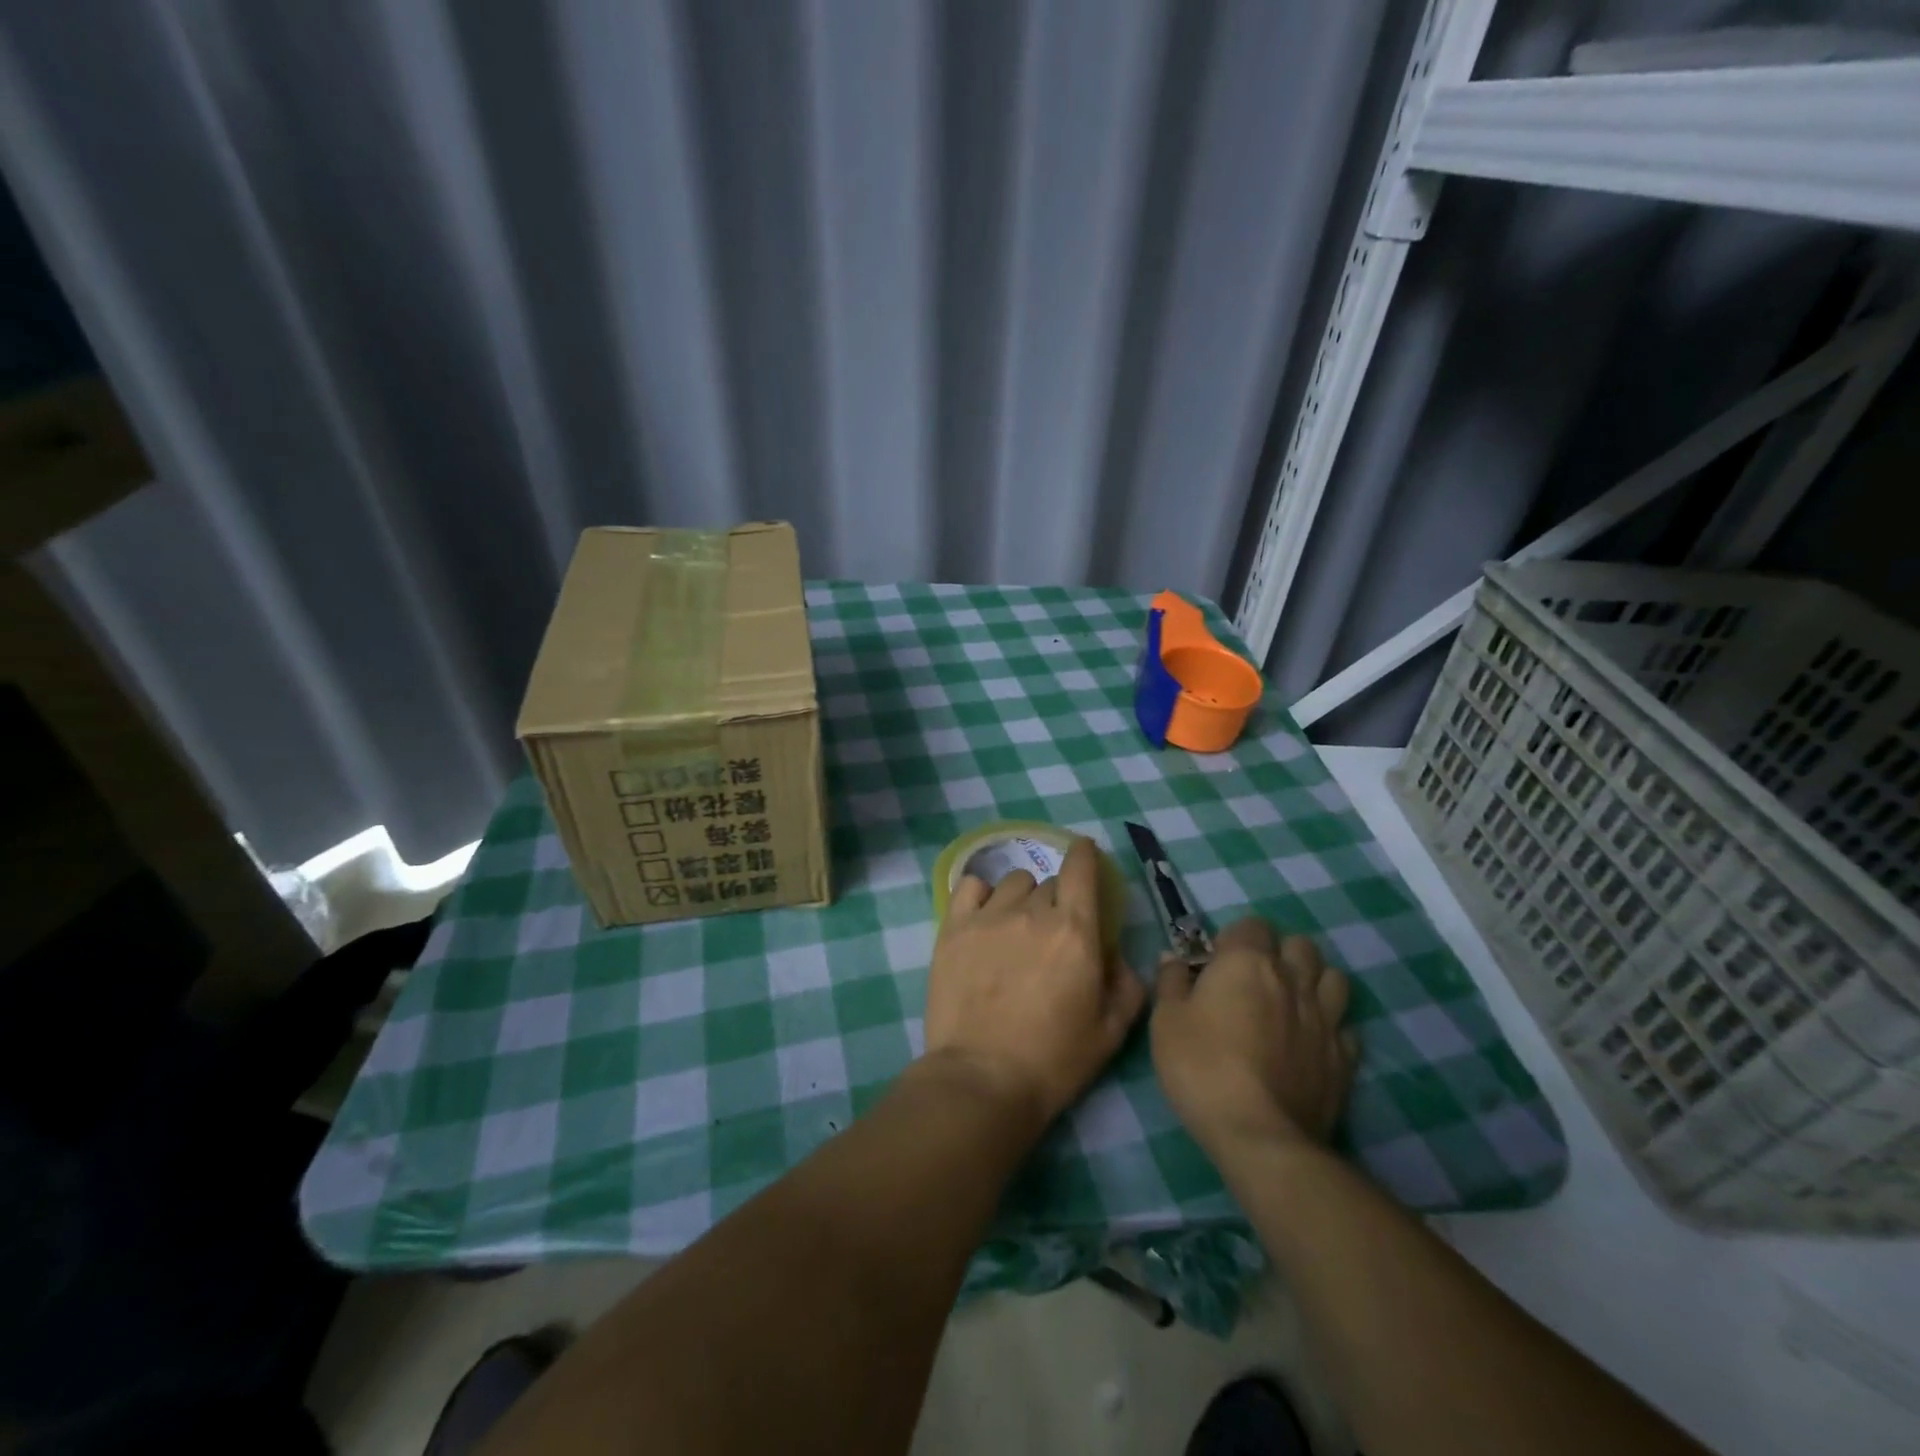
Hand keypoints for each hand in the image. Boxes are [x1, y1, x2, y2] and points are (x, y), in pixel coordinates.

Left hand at [924, 838, 1146, 1131]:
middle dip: (1058, 900)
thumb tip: (1113, 954)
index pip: (1081, 868)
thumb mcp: (1111, 1031)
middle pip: (1049, 884)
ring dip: (1022, 898)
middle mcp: (1032, 912)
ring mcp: (988, 917)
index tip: (1086, 855)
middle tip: (1054, 934)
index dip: (1086, 855)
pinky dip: (981, 893)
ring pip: (1013, 883)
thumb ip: (1126, 984)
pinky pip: (970, 887)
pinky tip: (984, 915)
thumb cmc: (1054, 1060)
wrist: (982, 1079)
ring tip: (1017, 927)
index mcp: (1074, 930)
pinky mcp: (953, 928)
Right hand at [1151, 918, 1356, 1155]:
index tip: (1216, 964)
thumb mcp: (1166, 1020)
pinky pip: (1345, 1026)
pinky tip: (1311, 1042)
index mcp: (1247, 963)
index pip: (1252, 925)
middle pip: (1300, 944)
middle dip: (1280, 952)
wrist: (1260, 1136)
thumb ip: (1171, 981)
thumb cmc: (1202, 1068)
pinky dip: (1331, 1026)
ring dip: (1313, 981)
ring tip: (1290, 1002)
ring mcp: (1324, 1019)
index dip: (1234, 939)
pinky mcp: (1344, 1058)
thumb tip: (1174, 958)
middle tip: (1255, 979)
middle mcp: (1292, 980)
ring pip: (1333, 978)